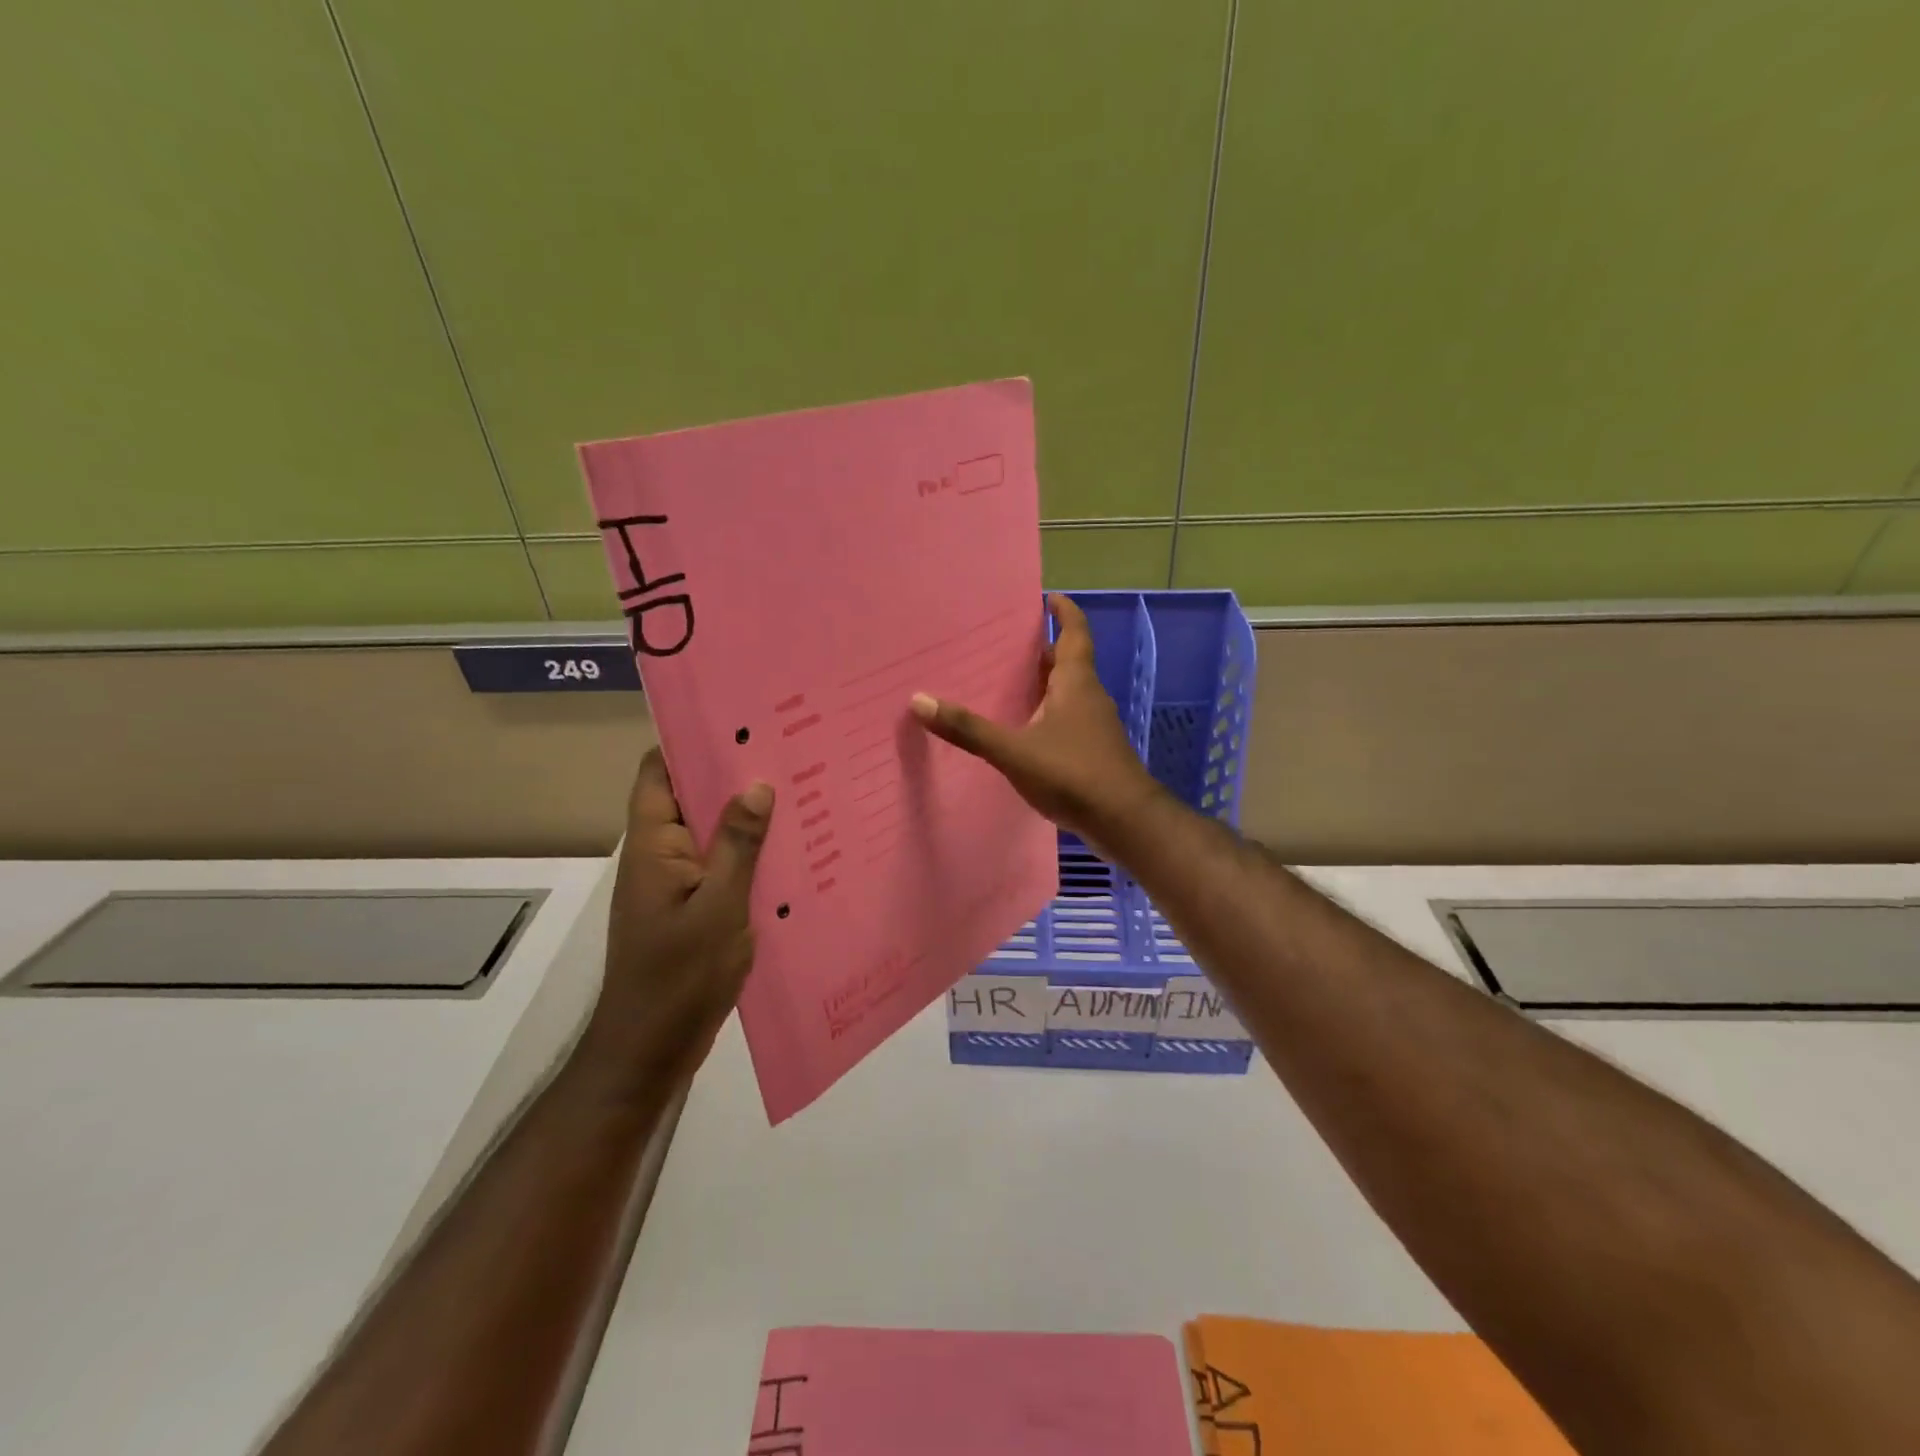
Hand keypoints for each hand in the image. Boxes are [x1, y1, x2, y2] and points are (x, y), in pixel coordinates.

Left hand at [580, 748, 773, 1090]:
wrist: (649, 1052)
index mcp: (653, 845)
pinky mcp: (691, 910)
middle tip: (787, 750)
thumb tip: (756, 785)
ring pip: (709, 833)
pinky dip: (749, 854)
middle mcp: (659, 856)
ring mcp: (674, 885)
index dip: (690, 741)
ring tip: (799, 791)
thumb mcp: (718, 907)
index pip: (658, 771)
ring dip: (745, 816)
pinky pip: (720, 866)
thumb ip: (737, 844)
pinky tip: (791, 852)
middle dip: (732, 775)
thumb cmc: (679, 978)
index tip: (739, 721)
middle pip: (689, 797)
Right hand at [911, 593, 1161, 846]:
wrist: (1124, 821)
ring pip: (1068, 693)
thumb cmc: (1073, 773)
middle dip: (1042, 650)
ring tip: (1007, 684)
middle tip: (1006, 644)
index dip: (1064, 612)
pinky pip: (1067, 720)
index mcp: (1076, 682)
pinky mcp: (1094, 752)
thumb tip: (919, 701)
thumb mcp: (1014, 750)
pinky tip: (1024, 732)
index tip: (1047, 597)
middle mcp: (1089, 697)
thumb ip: (969, 729)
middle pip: (1068, 662)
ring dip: (1043, 684)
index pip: (1075, 632)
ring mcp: (1095, 726)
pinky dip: (1047, 715)